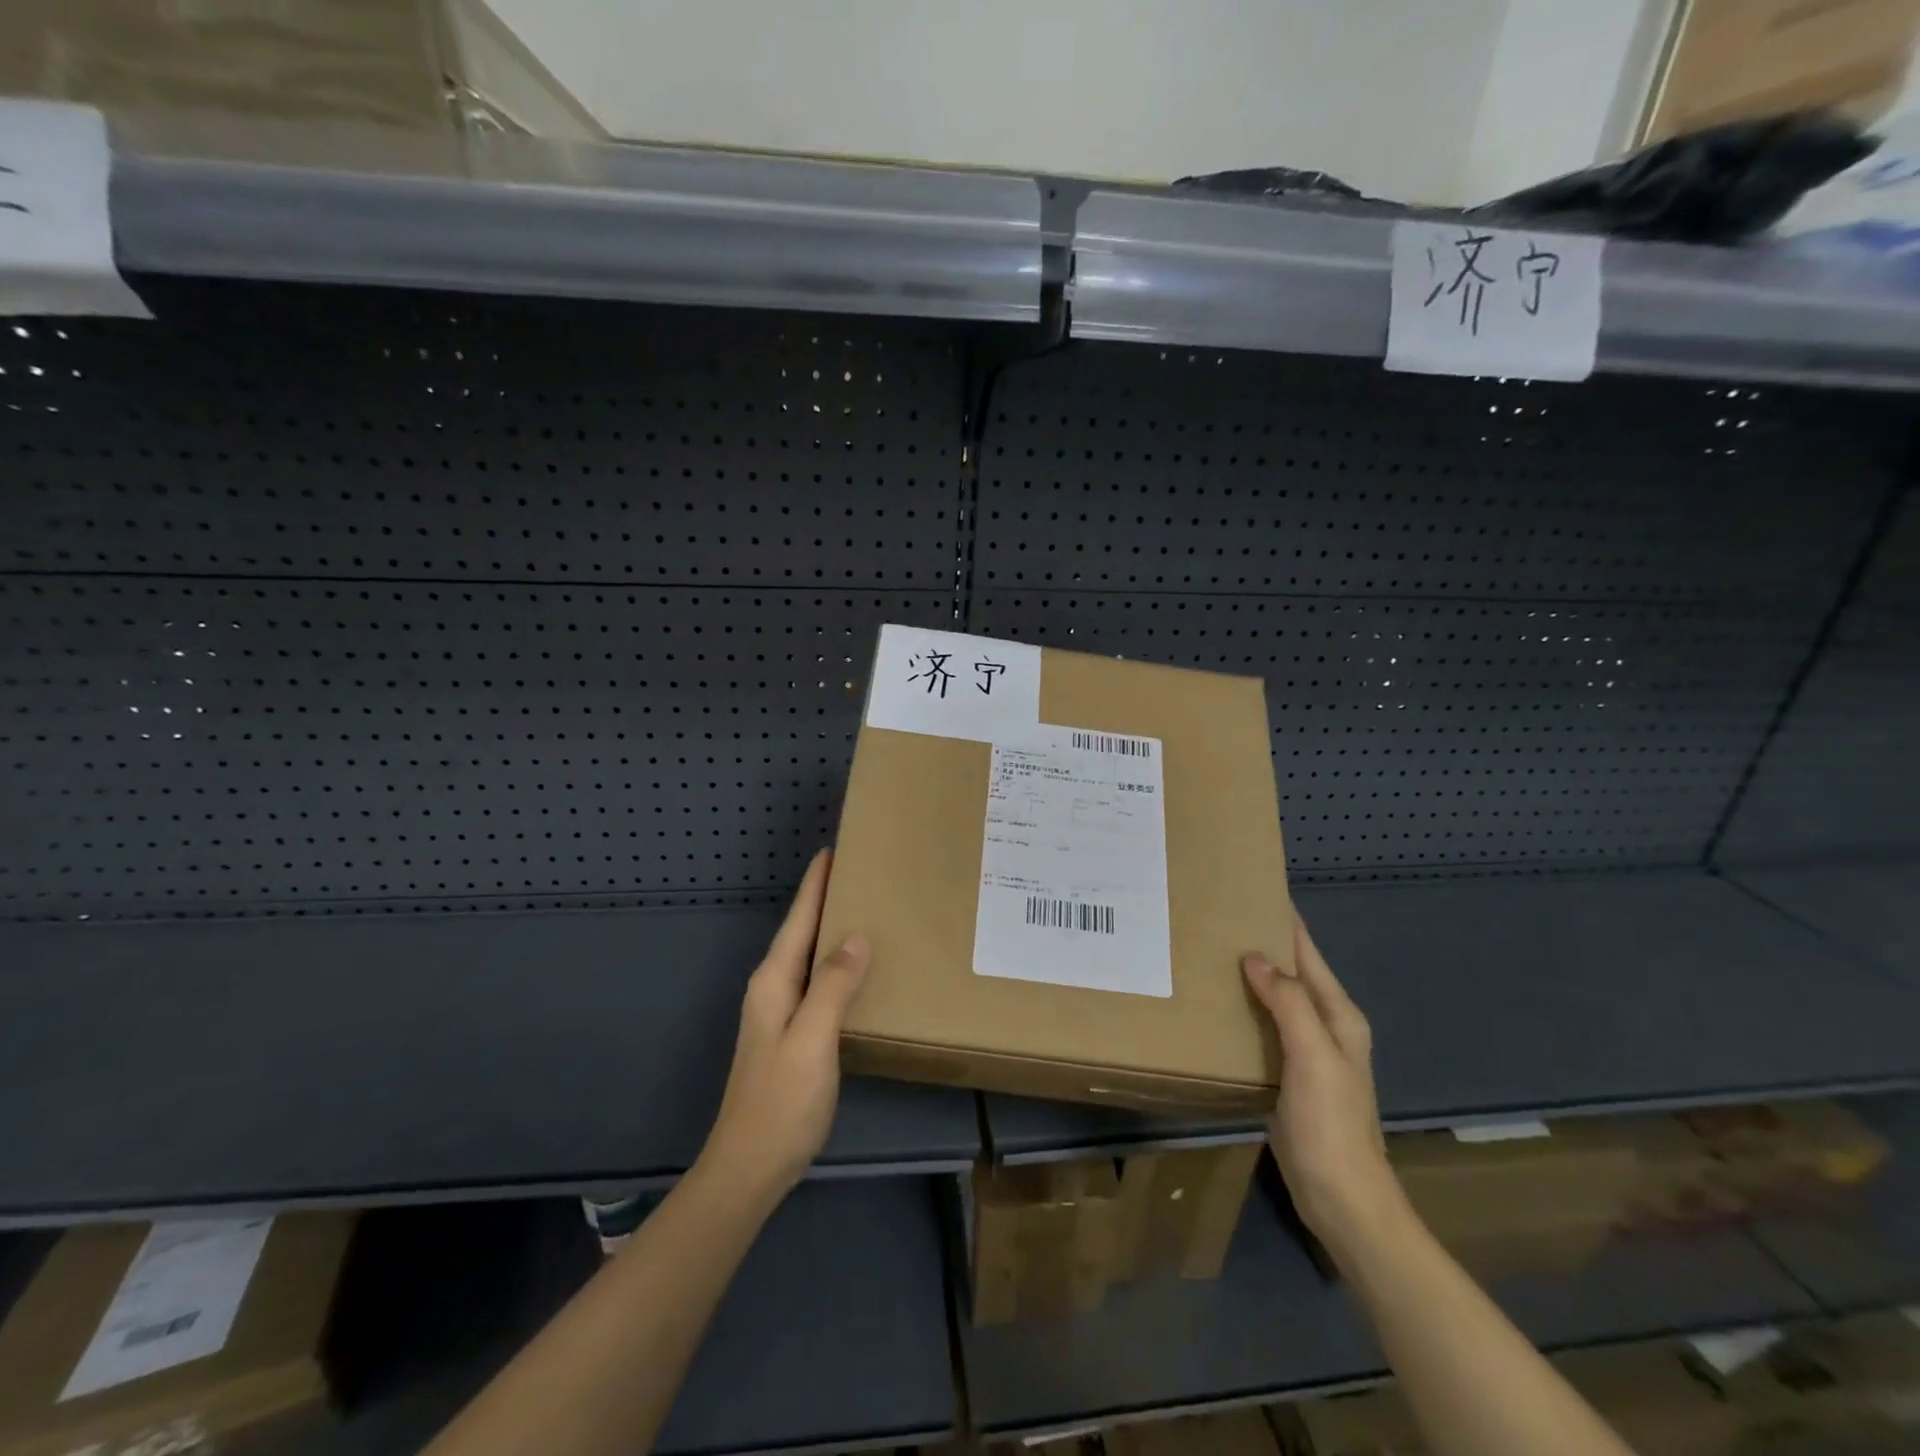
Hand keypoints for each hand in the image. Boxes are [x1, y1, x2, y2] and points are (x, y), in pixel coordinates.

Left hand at [697, 849, 870, 1206]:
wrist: (749, 1167)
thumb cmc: (781, 1101)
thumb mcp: (812, 1040)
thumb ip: (834, 986)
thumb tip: (857, 935)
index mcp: (774, 981)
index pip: (798, 919)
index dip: (815, 885)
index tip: (832, 850)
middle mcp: (773, 988)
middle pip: (802, 932)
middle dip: (826, 900)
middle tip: (862, 873)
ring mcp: (779, 1012)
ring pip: (810, 956)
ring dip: (832, 930)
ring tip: (865, 909)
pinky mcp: (791, 1033)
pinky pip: (817, 982)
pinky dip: (836, 963)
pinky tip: (857, 969)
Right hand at [1243, 914, 1403, 1260]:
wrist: (1341, 1198)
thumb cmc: (1331, 1123)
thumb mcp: (1314, 1056)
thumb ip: (1289, 1002)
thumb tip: (1255, 956)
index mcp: (1338, 1016)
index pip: (1308, 954)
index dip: (1285, 922)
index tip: (1251, 890)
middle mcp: (1324, 1027)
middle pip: (1290, 973)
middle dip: (1259, 944)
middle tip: (1213, 919)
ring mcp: (1305, 1052)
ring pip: (1273, 1000)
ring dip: (1247, 977)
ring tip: (1206, 953)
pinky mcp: (1286, 1074)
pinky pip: (1262, 1028)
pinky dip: (1242, 1010)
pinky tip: (1215, 1005)